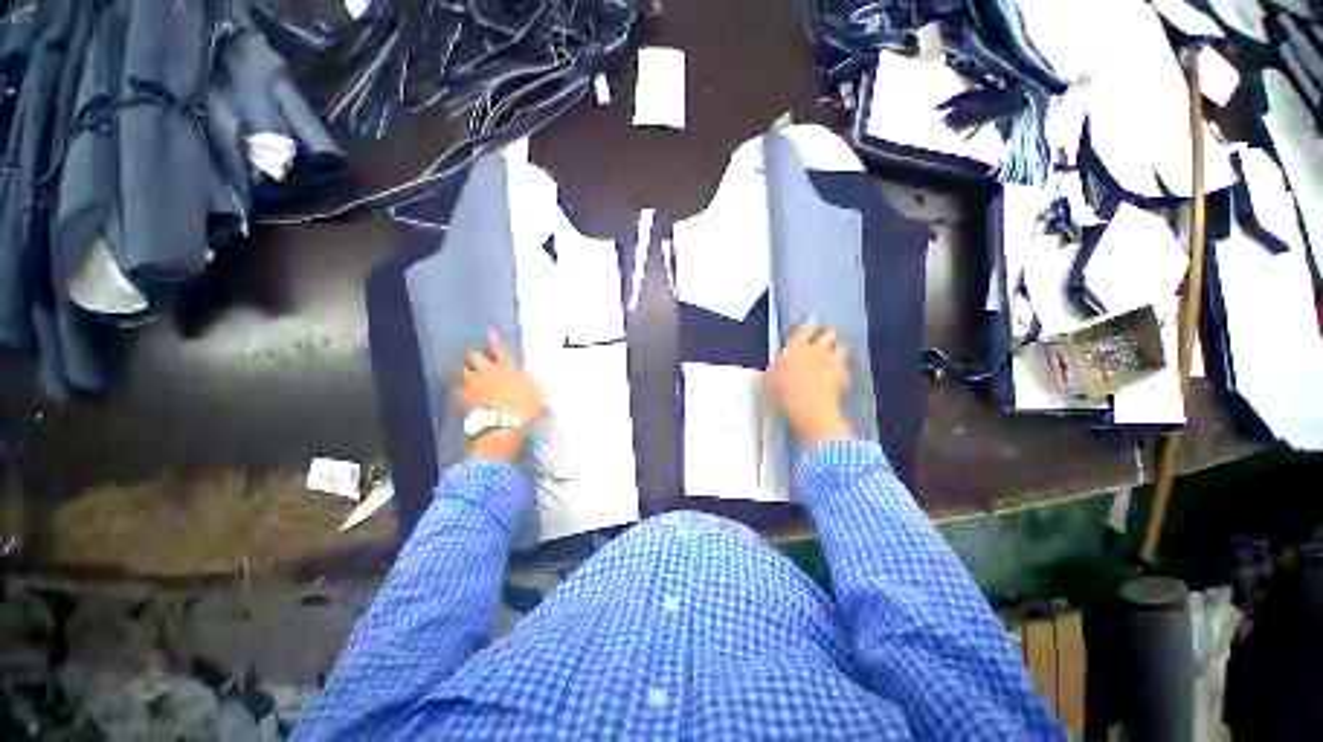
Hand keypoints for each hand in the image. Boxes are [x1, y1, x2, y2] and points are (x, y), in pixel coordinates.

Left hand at [457, 329, 544, 461]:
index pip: (501, 349)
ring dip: (465, 371)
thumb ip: (532, 383)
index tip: (491, 329)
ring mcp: (475, 385)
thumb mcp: (537, 392)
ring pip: (463, 371)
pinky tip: (459, 392)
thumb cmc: (525, 407)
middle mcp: (489, 372)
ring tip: (466, 373)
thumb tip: (531, 378)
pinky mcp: (465, 398)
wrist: (504, 423)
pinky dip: (458, 390)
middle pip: (475, 357)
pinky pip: (457, 390)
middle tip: (476, 357)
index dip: (496, 339)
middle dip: (475, 355)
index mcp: (508, 368)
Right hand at [767, 324, 853, 446]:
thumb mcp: (772, 377)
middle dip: (824, 336)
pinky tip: (832, 377)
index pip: (807, 327)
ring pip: (840, 348)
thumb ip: (778, 364)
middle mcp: (819, 349)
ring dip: (834, 351)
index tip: (800, 332)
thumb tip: (781, 359)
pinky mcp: (843, 376)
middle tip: (816, 344)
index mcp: (800, 346)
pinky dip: (839, 370)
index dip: (805, 329)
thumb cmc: (787, 392)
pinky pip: (843, 367)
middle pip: (828, 333)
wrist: (812, 410)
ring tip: (827, 358)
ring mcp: (833, 362)